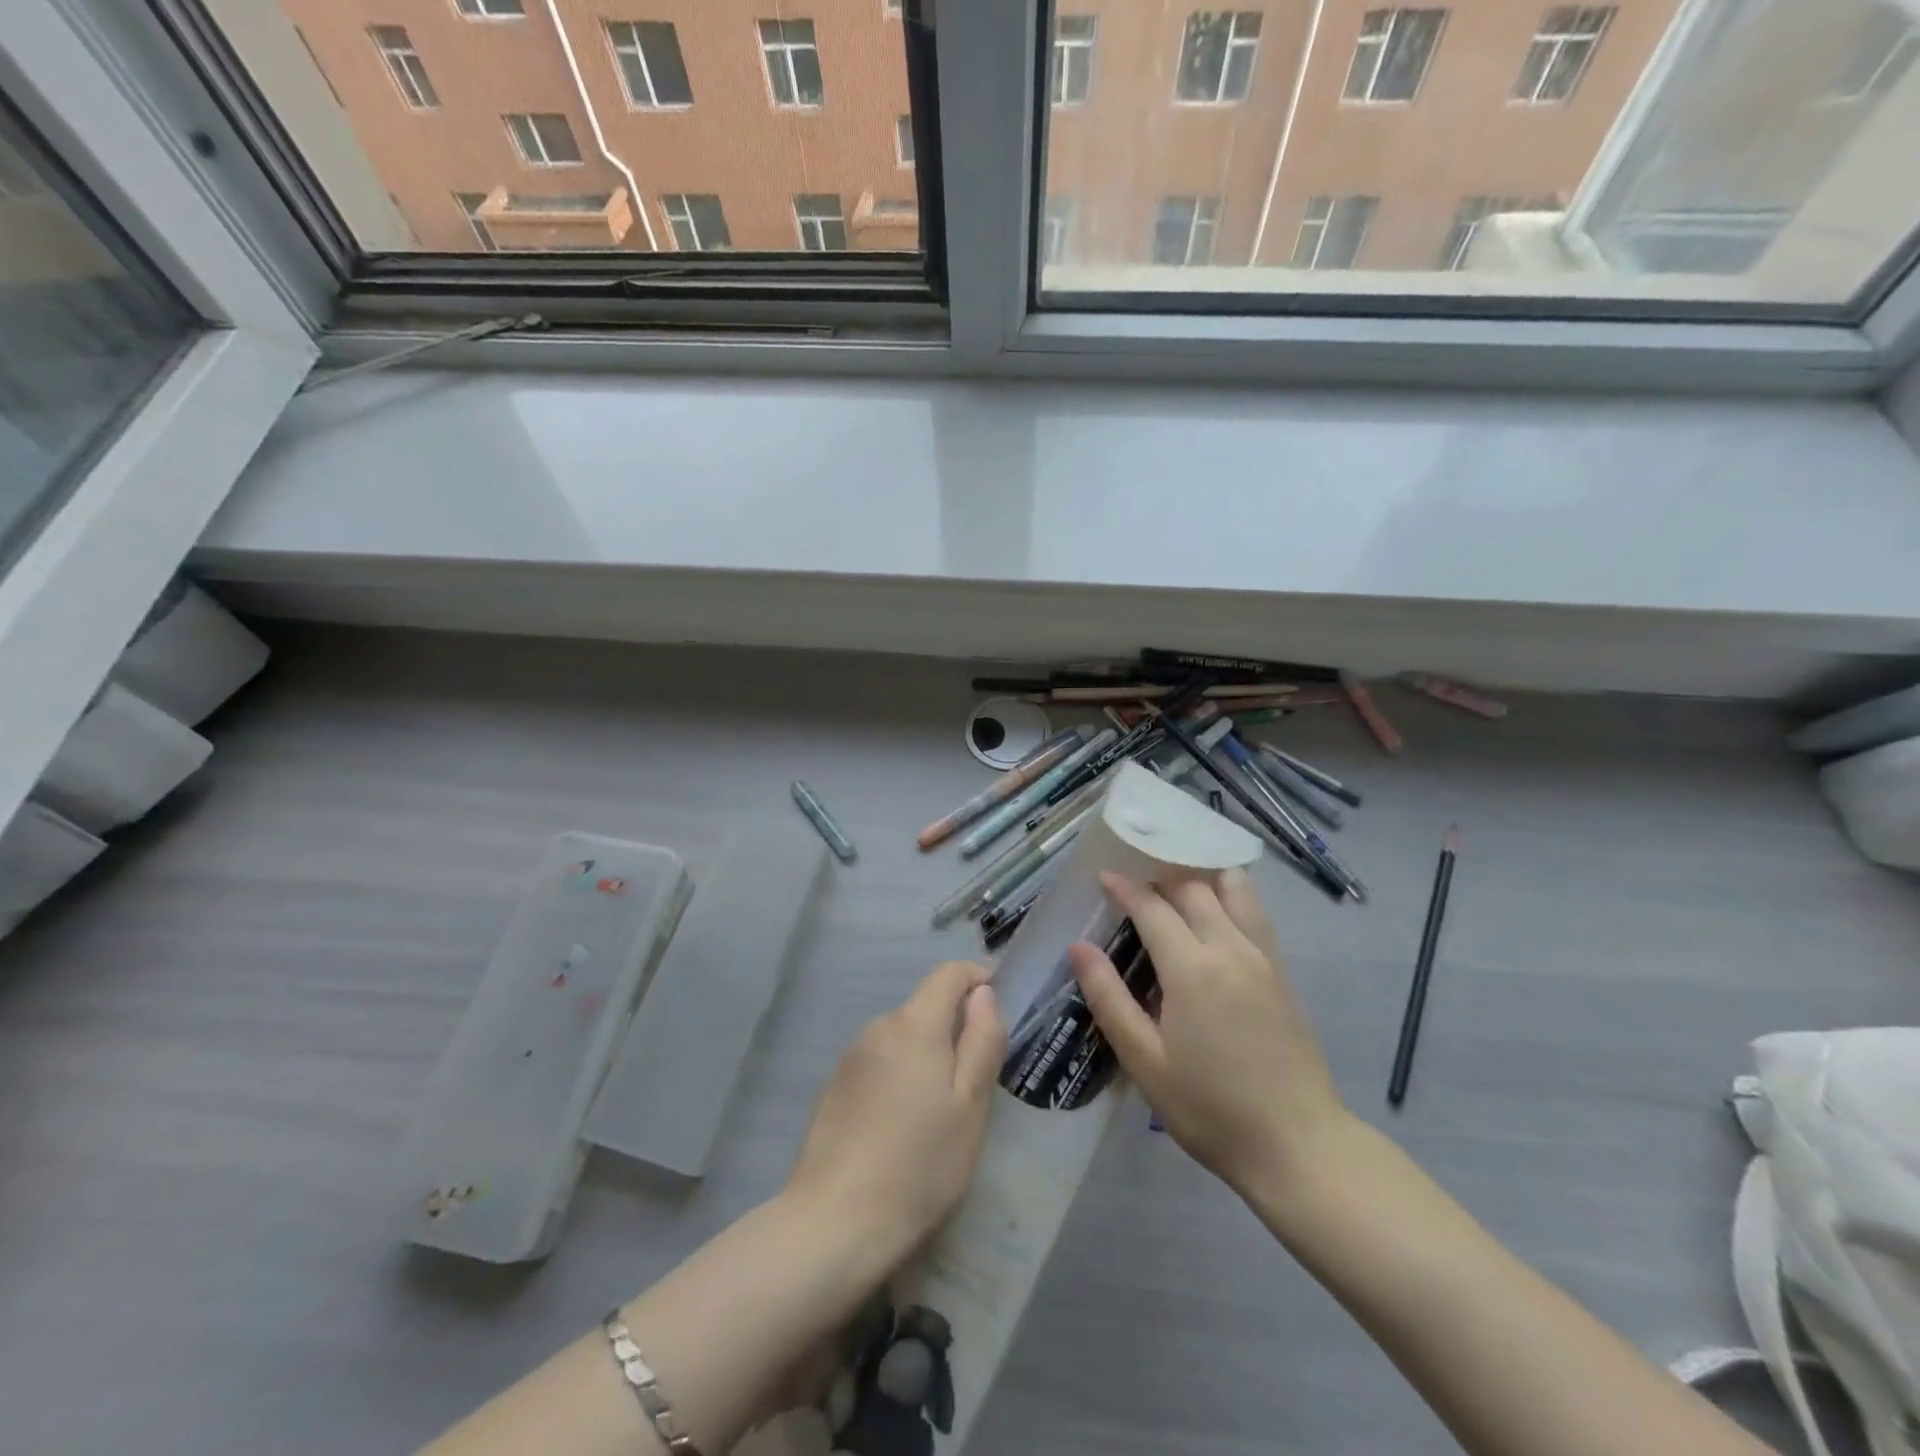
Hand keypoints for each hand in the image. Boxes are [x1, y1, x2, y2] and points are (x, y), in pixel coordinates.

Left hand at [785, 961, 1005, 1260]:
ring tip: (941, 1112)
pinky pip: (880, 1063)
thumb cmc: (919, 1164)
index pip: (949, 973)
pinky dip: (901, 1076)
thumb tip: (983, 993)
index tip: (998, 1013)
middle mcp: (878, 1027)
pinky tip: (903, 1127)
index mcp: (914, 1024)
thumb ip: (982, 1041)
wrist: (834, 1222)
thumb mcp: (970, 1106)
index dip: (978, 980)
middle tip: (976, 1082)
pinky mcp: (835, 1087)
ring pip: (903, 1037)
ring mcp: (852, 1057)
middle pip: (925, 1006)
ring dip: (927, 1055)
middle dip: (955, 1028)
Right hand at [1068, 869, 1349, 1195]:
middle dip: (1160, 873)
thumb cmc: (1210, 1108)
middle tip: (1134, 876)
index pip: (1153, 907)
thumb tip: (1078, 947)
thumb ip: (1109, 998)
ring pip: (1234, 889)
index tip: (1103, 876)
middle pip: (1193, 887)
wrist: (1298, 1145)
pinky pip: (1254, 912)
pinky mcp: (1282, 972)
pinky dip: (1230, 894)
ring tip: (1176, 881)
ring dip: (1202, 875)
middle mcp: (1230, 948)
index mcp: (1192, 968)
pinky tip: (1215, 909)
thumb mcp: (1145, 1062)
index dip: (1125, 887)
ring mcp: (1263, 957)